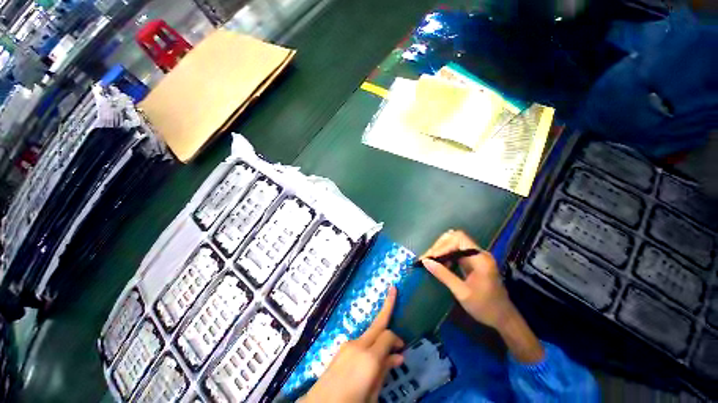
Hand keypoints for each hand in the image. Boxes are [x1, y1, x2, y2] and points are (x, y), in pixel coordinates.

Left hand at [302, 287, 404, 402]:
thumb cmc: (352, 399)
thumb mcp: (374, 390)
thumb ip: (385, 371)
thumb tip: (397, 357)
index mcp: (369, 357)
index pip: (389, 336)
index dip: (399, 340)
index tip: (404, 350)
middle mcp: (357, 346)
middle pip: (377, 324)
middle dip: (387, 307)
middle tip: (394, 290)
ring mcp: (345, 348)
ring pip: (368, 333)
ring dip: (379, 331)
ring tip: (389, 342)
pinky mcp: (339, 353)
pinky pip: (359, 342)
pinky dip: (370, 341)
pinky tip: (373, 351)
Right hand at [422, 230, 543, 362]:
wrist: (501, 315)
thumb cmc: (483, 306)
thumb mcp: (462, 292)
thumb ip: (444, 275)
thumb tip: (426, 262)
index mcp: (480, 258)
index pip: (458, 239)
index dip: (441, 246)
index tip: (426, 259)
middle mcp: (481, 254)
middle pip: (458, 239)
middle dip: (440, 247)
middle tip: (426, 260)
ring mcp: (480, 259)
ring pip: (459, 246)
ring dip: (444, 251)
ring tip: (429, 262)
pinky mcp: (477, 265)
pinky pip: (461, 255)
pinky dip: (449, 257)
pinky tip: (440, 266)